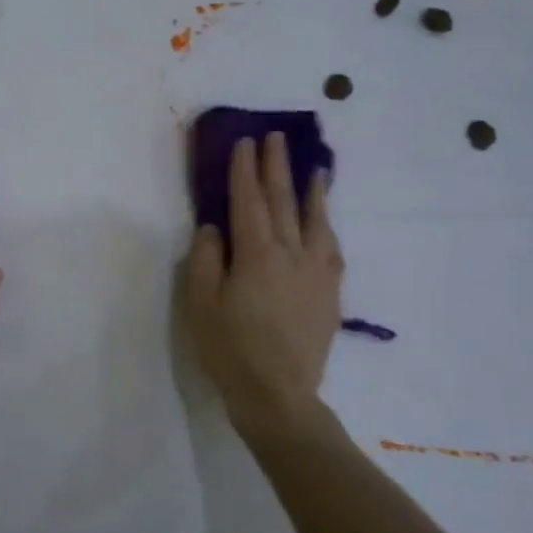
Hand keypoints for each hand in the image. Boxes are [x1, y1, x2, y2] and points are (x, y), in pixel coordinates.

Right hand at [185, 132, 341, 429]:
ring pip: (315, 220)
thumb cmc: (230, 349)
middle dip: (277, 167)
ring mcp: (316, 272)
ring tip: (314, 167)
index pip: (248, 201)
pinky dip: (326, 225)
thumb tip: (214, 228)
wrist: (279, 394)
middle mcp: (291, 253)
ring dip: (312, 190)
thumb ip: (206, 260)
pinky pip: (331, 247)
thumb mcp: (201, 305)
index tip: (245, 143)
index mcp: (256, 254)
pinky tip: (325, 220)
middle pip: (283, 201)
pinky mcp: (330, 292)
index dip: (244, 170)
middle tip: (276, 138)